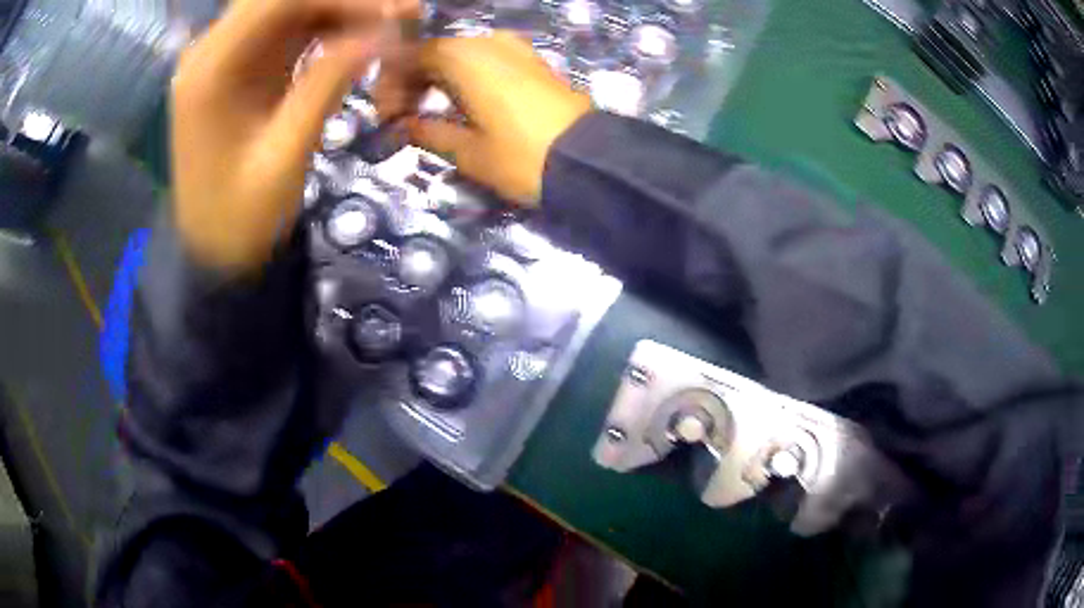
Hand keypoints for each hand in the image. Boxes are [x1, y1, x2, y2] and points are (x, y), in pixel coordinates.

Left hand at [171, 0, 416, 272]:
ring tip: (385, 28)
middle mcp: (209, 53)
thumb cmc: (241, 218)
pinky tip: (355, 39)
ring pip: (286, 9)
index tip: (394, 14)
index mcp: (209, 71)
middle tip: (396, 17)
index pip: (277, 1)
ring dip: (335, 11)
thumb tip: (383, 32)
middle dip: (340, 1)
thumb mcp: (285, 156)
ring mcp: (222, 58)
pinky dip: (322, 28)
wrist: (212, 251)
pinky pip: (284, 30)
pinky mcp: (238, 69)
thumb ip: (327, 85)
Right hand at [404, 32, 592, 204]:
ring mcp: (515, 49)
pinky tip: (462, 104)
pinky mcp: (533, 62)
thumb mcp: (467, 151)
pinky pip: (486, 61)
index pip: (410, 57)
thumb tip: (405, 126)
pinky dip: (465, 78)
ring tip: (430, 114)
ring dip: (438, 80)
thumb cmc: (521, 156)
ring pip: (460, 56)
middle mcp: (488, 42)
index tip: (387, 117)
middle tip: (403, 117)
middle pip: (435, 53)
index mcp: (463, 57)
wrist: (589, 161)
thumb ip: (428, 132)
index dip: (391, 85)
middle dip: (412, 82)